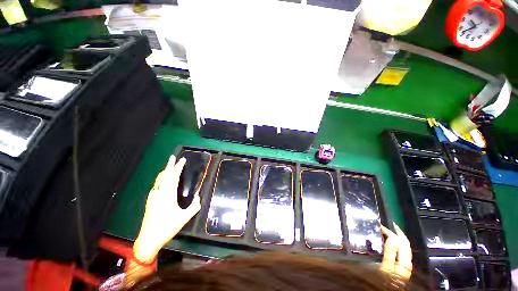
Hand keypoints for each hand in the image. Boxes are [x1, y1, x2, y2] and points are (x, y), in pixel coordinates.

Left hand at [133, 155, 200, 262]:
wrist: (148, 239)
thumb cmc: (167, 227)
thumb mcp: (185, 217)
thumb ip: (195, 206)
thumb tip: (199, 196)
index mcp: (168, 195)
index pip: (174, 177)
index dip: (178, 167)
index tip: (182, 159)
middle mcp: (159, 193)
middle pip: (164, 175)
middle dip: (169, 165)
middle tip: (173, 157)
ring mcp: (153, 196)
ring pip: (159, 179)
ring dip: (165, 171)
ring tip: (169, 166)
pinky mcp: (150, 200)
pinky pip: (156, 184)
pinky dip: (161, 178)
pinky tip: (163, 180)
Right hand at [380, 223, 412, 280]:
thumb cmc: (386, 281)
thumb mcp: (386, 267)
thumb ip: (390, 254)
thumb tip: (392, 237)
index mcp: (404, 261)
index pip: (402, 242)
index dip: (393, 232)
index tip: (381, 225)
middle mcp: (407, 261)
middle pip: (405, 244)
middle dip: (397, 233)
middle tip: (387, 225)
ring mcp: (404, 264)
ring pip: (404, 247)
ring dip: (397, 238)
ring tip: (388, 231)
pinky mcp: (401, 266)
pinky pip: (401, 251)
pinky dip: (396, 244)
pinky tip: (390, 243)